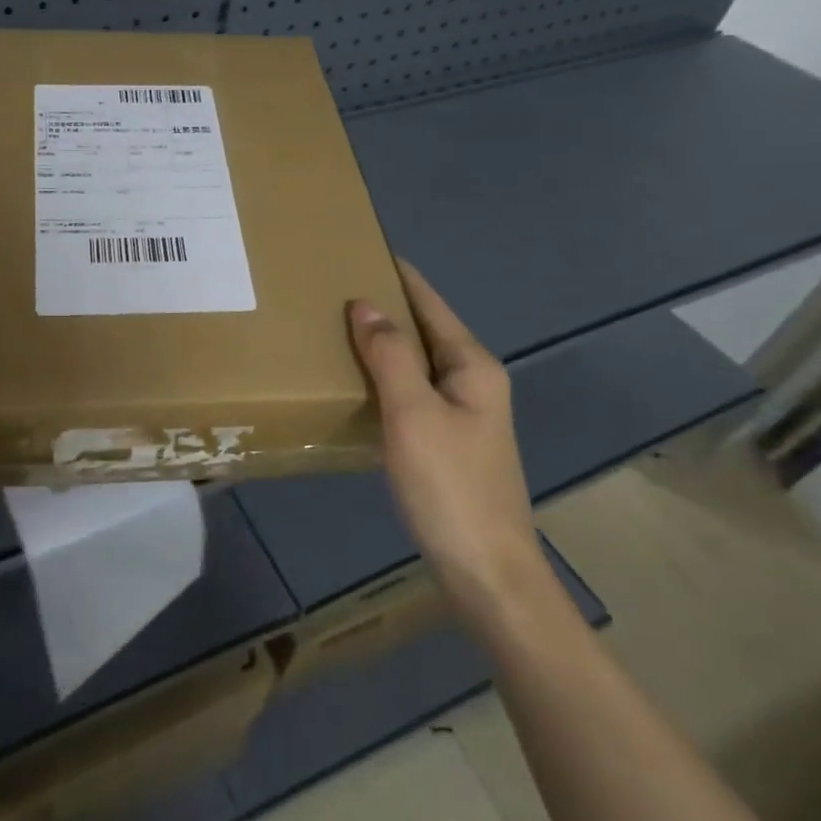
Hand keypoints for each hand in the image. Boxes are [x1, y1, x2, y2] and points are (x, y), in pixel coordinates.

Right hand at [347, 259, 549, 628]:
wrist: (486, 572)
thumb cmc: (450, 486)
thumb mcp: (414, 413)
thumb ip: (390, 356)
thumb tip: (365, 304)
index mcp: (472, 366)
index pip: (431, 304)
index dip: (400, 275)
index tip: (364, 248)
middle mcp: (472, 382)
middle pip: (425, 330)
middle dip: (386, 306)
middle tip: (334, 287)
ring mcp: (462, 415)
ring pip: (416, 363)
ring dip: (382, 343)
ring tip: (335, 327)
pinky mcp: (447, 443)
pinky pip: (411, 392)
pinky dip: (384, 377)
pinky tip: (356, 382)